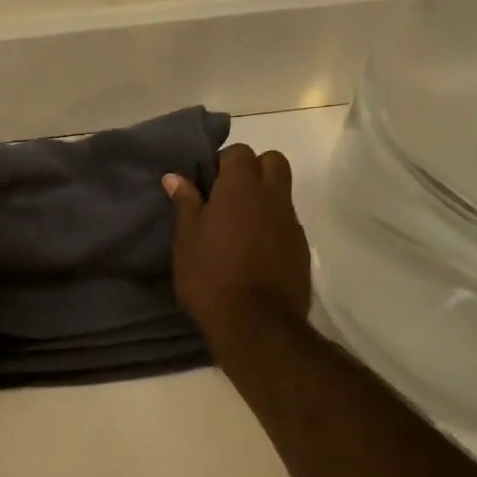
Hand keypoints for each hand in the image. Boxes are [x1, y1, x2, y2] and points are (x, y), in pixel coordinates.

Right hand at [165, 145, 311, 358]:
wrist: (257, 325)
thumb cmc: (211, 276)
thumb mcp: (186, 240)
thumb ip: (185, 204)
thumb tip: (175, 177)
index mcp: (241, 188)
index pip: (239, 152)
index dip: (222, 162)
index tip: (206, 183)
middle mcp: (272, 197)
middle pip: (272, 162)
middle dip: (253, 169)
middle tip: (228, 195)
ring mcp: (291, 223)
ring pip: (282, 192)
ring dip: (263, 198)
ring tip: (238, 226)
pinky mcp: (301, 248)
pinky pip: (287, 222)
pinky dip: (272, 225)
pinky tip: (253, 250)